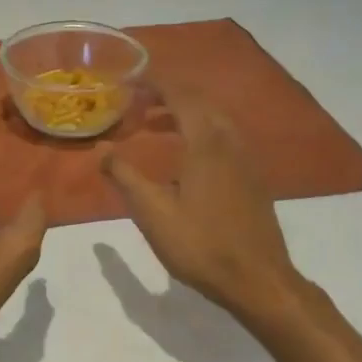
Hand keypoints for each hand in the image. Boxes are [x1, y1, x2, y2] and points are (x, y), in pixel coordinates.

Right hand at [102, 84, 314, 328]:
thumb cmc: (201, 246)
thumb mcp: (153, 214)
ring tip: (154, 125)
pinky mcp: (252, 178)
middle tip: (137, 102)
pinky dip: (200, 131)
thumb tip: (103, 151)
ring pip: (215, 119)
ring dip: (184, 113)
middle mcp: (230, 142)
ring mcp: (246, 160)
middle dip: (168, 95)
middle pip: (200, 102)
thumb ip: (126, 177)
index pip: (180, 96)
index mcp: (206, 144)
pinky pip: (224, 137)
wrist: (259, 281)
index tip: (129, 80)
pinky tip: (185, 156)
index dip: (155, 83)